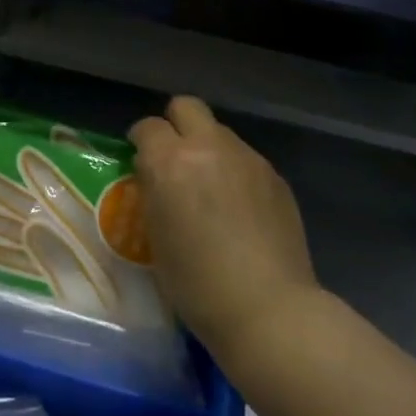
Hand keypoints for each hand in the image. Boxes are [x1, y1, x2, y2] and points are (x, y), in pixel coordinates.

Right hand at [129, 97, 318, 370]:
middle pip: (187, 107)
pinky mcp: (274, 175)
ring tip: (210, 188)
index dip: (141, 142)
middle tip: (174, 160)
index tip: (141, 162)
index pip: (147, 127)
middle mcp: (209, 147)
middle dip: (175, 126)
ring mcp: (247, 158)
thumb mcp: (154, 236)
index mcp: (170, 162)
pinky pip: (245, 158)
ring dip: (208, 149)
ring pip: (219, 132)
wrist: (268, 309)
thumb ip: (153, 192)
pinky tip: (239, 208)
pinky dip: (235, 171)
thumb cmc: (196, 284)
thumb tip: (156, 175)